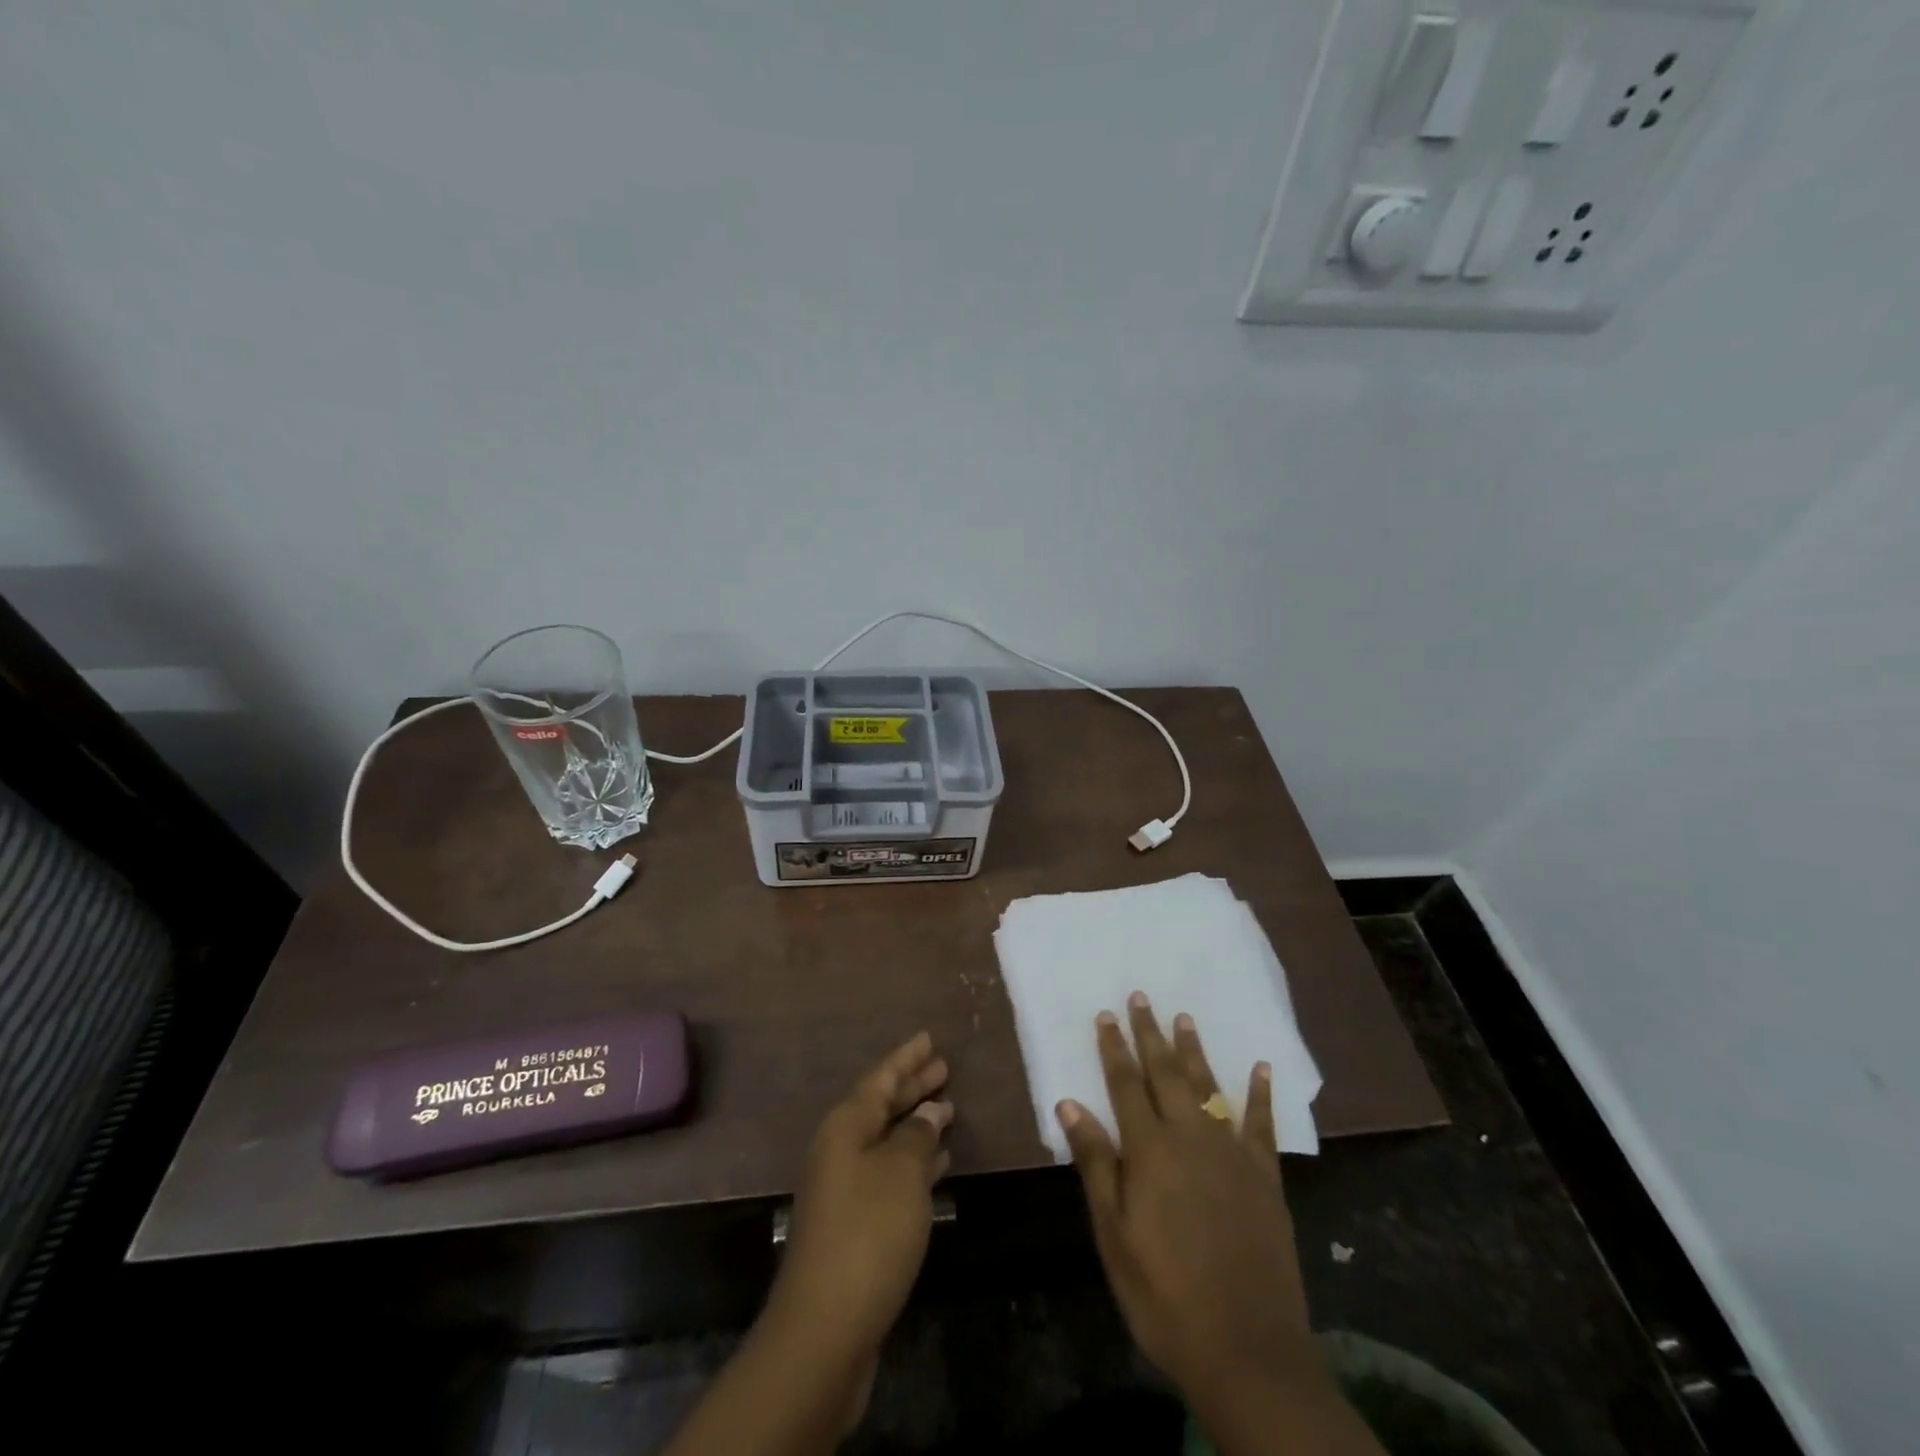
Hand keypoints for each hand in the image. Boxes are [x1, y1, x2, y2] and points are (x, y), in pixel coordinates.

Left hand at [768, 1031, 953, 1364]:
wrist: (825, 1329)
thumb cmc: (868, 1234)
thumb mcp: (902, 1174)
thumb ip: (918, 1136)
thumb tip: (931, 1112)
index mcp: (845, 1127)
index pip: (880, 1079)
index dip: (906, 1058)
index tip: (929, 1038)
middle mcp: (840, 1150)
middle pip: (881, 1106)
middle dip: (912, 1087)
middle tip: (944, 1068)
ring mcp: (844, 1189)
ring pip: (887, 1141)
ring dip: (916, 1124)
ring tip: (949, 1109)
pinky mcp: (854, 1225)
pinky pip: (889, 1174)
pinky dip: (914, 1162)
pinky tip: (939, 1163)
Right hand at [1059, 998, 1382, 1455]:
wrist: (1248, 1351)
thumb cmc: (1165, 1295)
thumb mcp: (1114, 1236)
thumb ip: (1096, 1164)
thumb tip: (1069, 1105)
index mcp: (1150, 1151)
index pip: (1126, 1085)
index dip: (1114, 1048)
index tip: (1106, 1014)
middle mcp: (1191, 1138)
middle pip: (1166, 1074)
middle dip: (1150, 1034)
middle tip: (1141, 997)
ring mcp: (1232, 1154)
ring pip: (1209, 1087)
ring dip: (1195, 1051)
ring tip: (1184, 1017)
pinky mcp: (1265, 1177)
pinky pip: (1262, 1124)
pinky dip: (1260, 1094)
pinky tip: (1260, 1068)